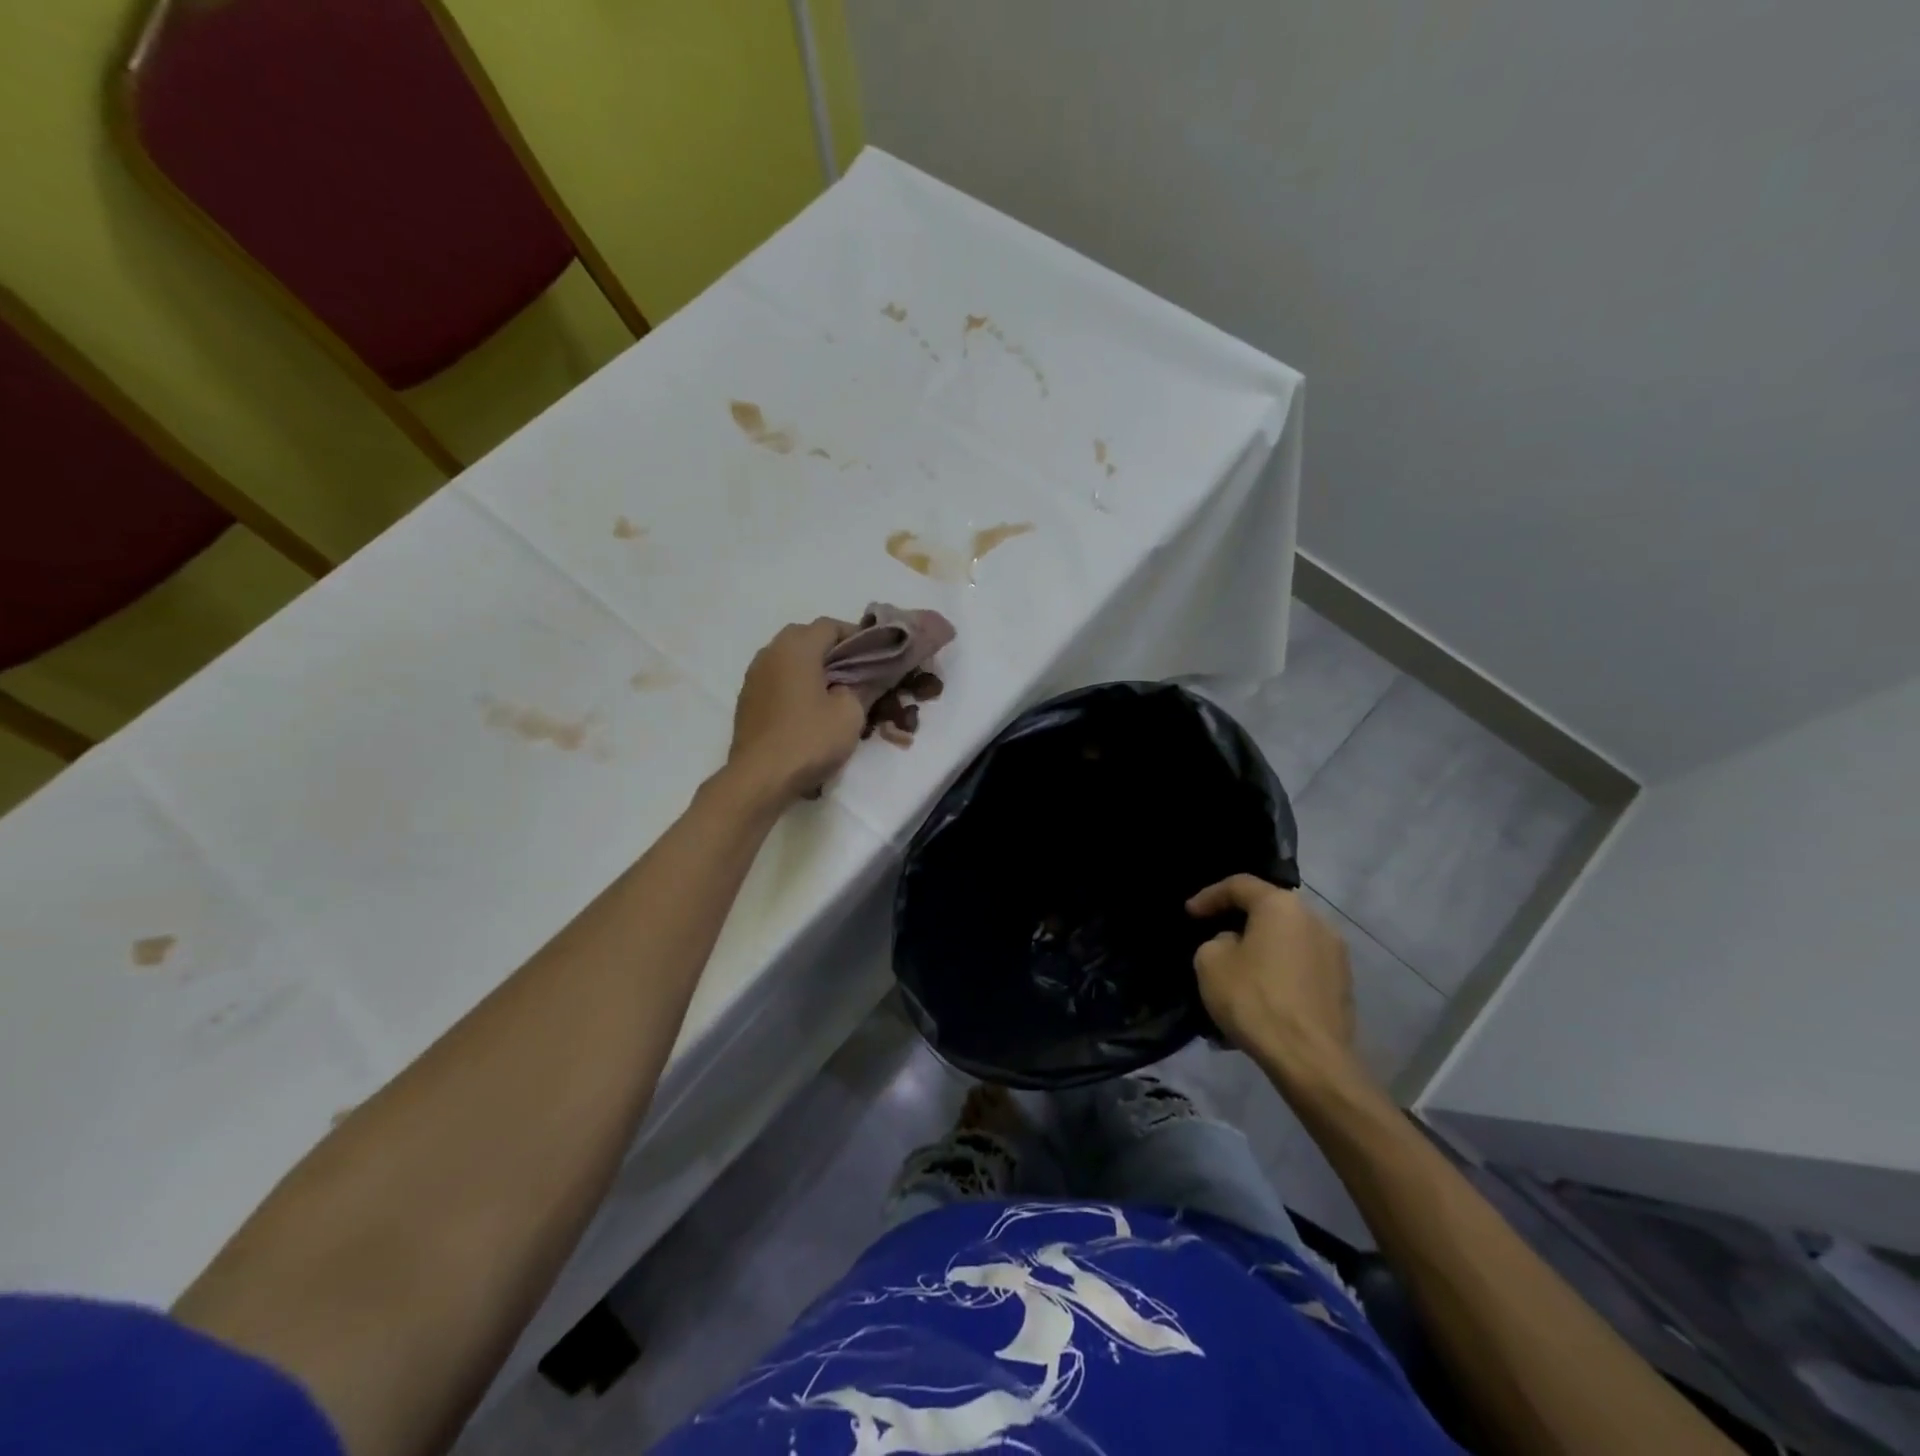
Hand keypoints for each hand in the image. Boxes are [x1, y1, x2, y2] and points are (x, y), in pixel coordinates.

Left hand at [725, 619, 867, 806]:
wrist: (758, 779)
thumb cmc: (809, 740)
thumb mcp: (850, 713)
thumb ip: (862, 687)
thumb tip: (865, 678)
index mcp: (796, 647)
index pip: (830, 625)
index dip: (856, 636)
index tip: (875, 656)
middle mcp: (770, 652)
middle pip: (806, 637)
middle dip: (832, 650)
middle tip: (856, 672)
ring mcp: (754, 676)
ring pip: (789, 658)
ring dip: (812, 667)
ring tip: (834, 692)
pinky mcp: (747, 700)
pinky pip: (777, 679)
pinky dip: (795, 684)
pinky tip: (809, 709)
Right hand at [1187, 875, 1368, 1090]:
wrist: (1309, 1059)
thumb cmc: (1254, 999)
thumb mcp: (1210, 962)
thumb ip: (1217, 941)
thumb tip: (1234, 944)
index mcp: (1281, 905)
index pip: (1239, 885)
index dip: (1209, 896)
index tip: (1189, 914)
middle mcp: (1315, 920)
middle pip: (1269, 910)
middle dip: (1239, 921)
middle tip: (1215, 936)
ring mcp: (1336, 953)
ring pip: (1287, 940)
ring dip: (1262, 949)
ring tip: (1239, 971)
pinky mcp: (1343, 984)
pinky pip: (1302, 966)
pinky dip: (1280, 971)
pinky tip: (1263, 995)